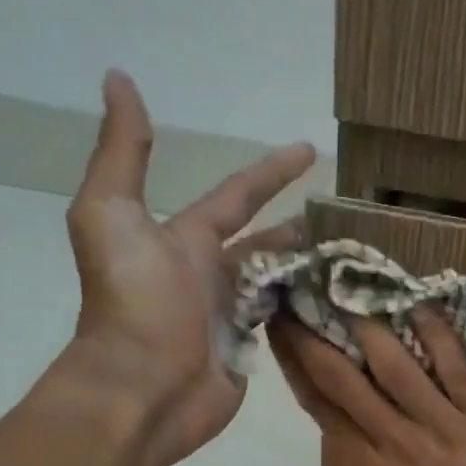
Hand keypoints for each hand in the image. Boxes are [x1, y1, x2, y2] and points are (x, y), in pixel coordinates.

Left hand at [55, 70, 314, 465]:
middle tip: (341, 214)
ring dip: (308, 268)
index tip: (309, 150)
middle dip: (296, 227)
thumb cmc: (133, 300)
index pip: (237, 196)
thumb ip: (123, 151)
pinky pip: (283, 321)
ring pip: (278, 282)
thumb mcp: (113, 213)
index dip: (271, 171)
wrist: (140, 387)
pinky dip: (306, 308)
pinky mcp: (248, 352)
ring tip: (352, 256)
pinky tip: (339, 300)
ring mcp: (230, 315)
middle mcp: (209, 273)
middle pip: (264, 242)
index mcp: (185, 239)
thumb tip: (118, 78)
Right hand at [269, 310, 465, 465]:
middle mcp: (396, 443)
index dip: (297, 370)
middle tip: (297, 303)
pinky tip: (416, 308)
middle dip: (314, 340)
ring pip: (394, 365)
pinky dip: (434, 334)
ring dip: (366, 327)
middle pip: (345, 381)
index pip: (322, 410)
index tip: (283, 337)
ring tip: (348, 296)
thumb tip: (344, 438)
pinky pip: (455, 366)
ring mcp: (442, 425)